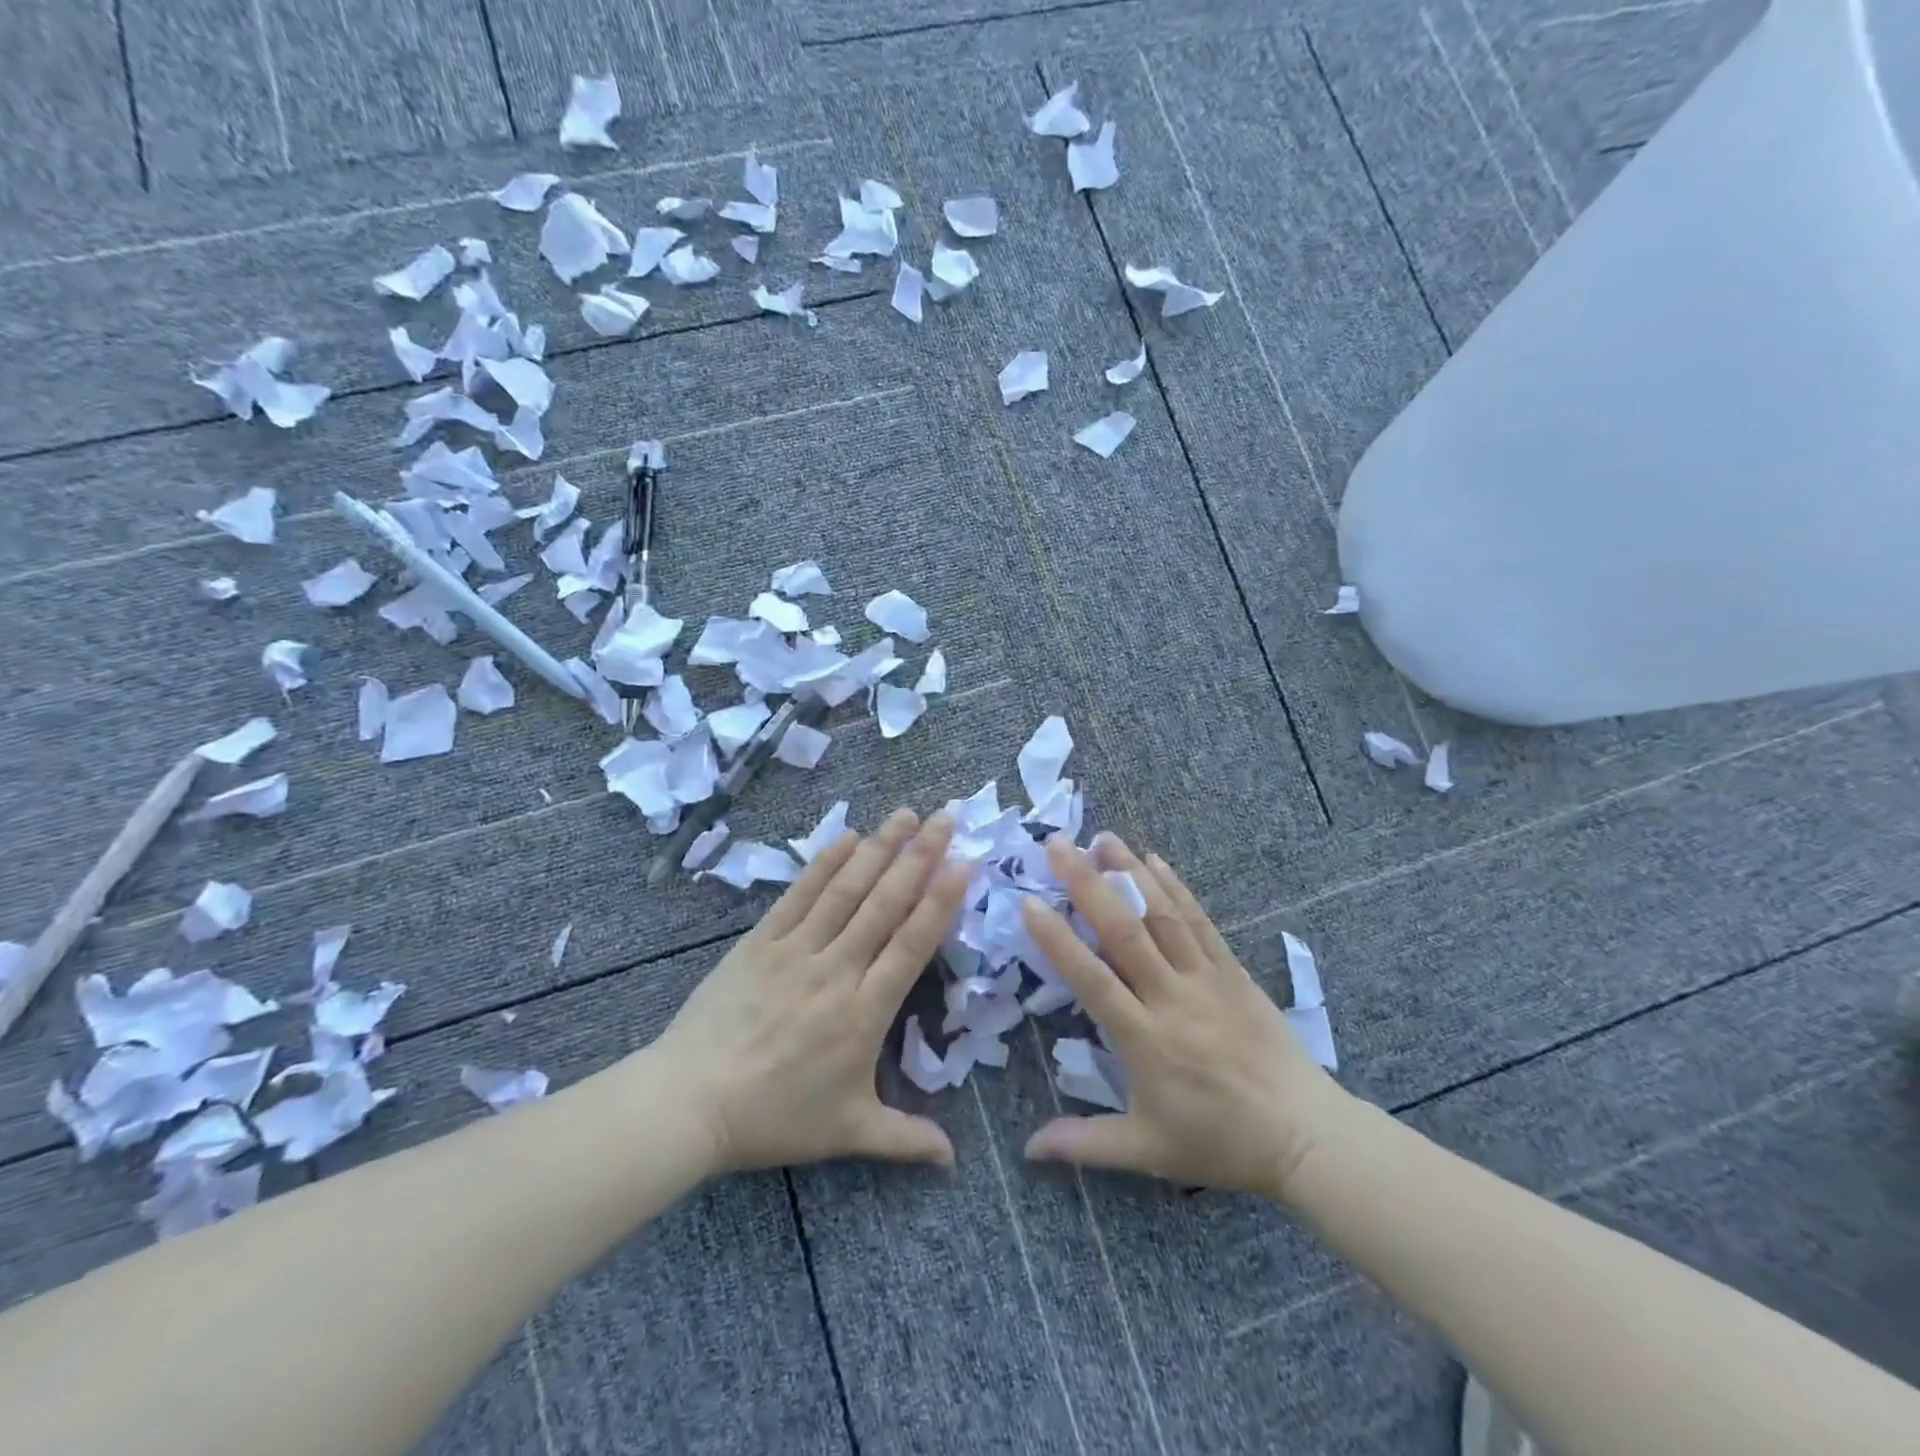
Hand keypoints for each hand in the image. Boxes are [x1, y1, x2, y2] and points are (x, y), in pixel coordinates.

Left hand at [655, 808, 971, 1173]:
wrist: (691, 1102)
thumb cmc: (775, 1118)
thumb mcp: (847, 1132)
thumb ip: (904, 1138)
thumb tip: (954, 1160)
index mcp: (864, 1011)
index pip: (912, 943)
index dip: (941, 900)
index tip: (965, 862)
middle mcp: (836, 969)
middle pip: (885, 902)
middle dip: (920, 855)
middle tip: (946, 816)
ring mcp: (796, 949)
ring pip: (846, 889)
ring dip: (879, 848)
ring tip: (906, 814)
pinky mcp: (760, 941)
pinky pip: (799, 894)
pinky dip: (824, 863)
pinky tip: (848, 837)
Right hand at [1020, 834, 1354, 1200]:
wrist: (1305, 1135)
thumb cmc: (1220, 1143)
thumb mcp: (1147, 1151)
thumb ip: (1084, 1143)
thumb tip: (1028, 1149)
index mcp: (1145, 1040)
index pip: (1092, 980)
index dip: (1058, 941)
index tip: (1029, 903)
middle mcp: (1172, 999)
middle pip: (1124, 932)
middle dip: (1086, 884)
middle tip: (1057, 845)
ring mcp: (1206, 979)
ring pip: (1162, 916)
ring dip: (1129, 873)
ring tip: (1101, 837)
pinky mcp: (1233, 972)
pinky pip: (1200, 922)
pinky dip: (1176, 888)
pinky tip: (1154, 861)